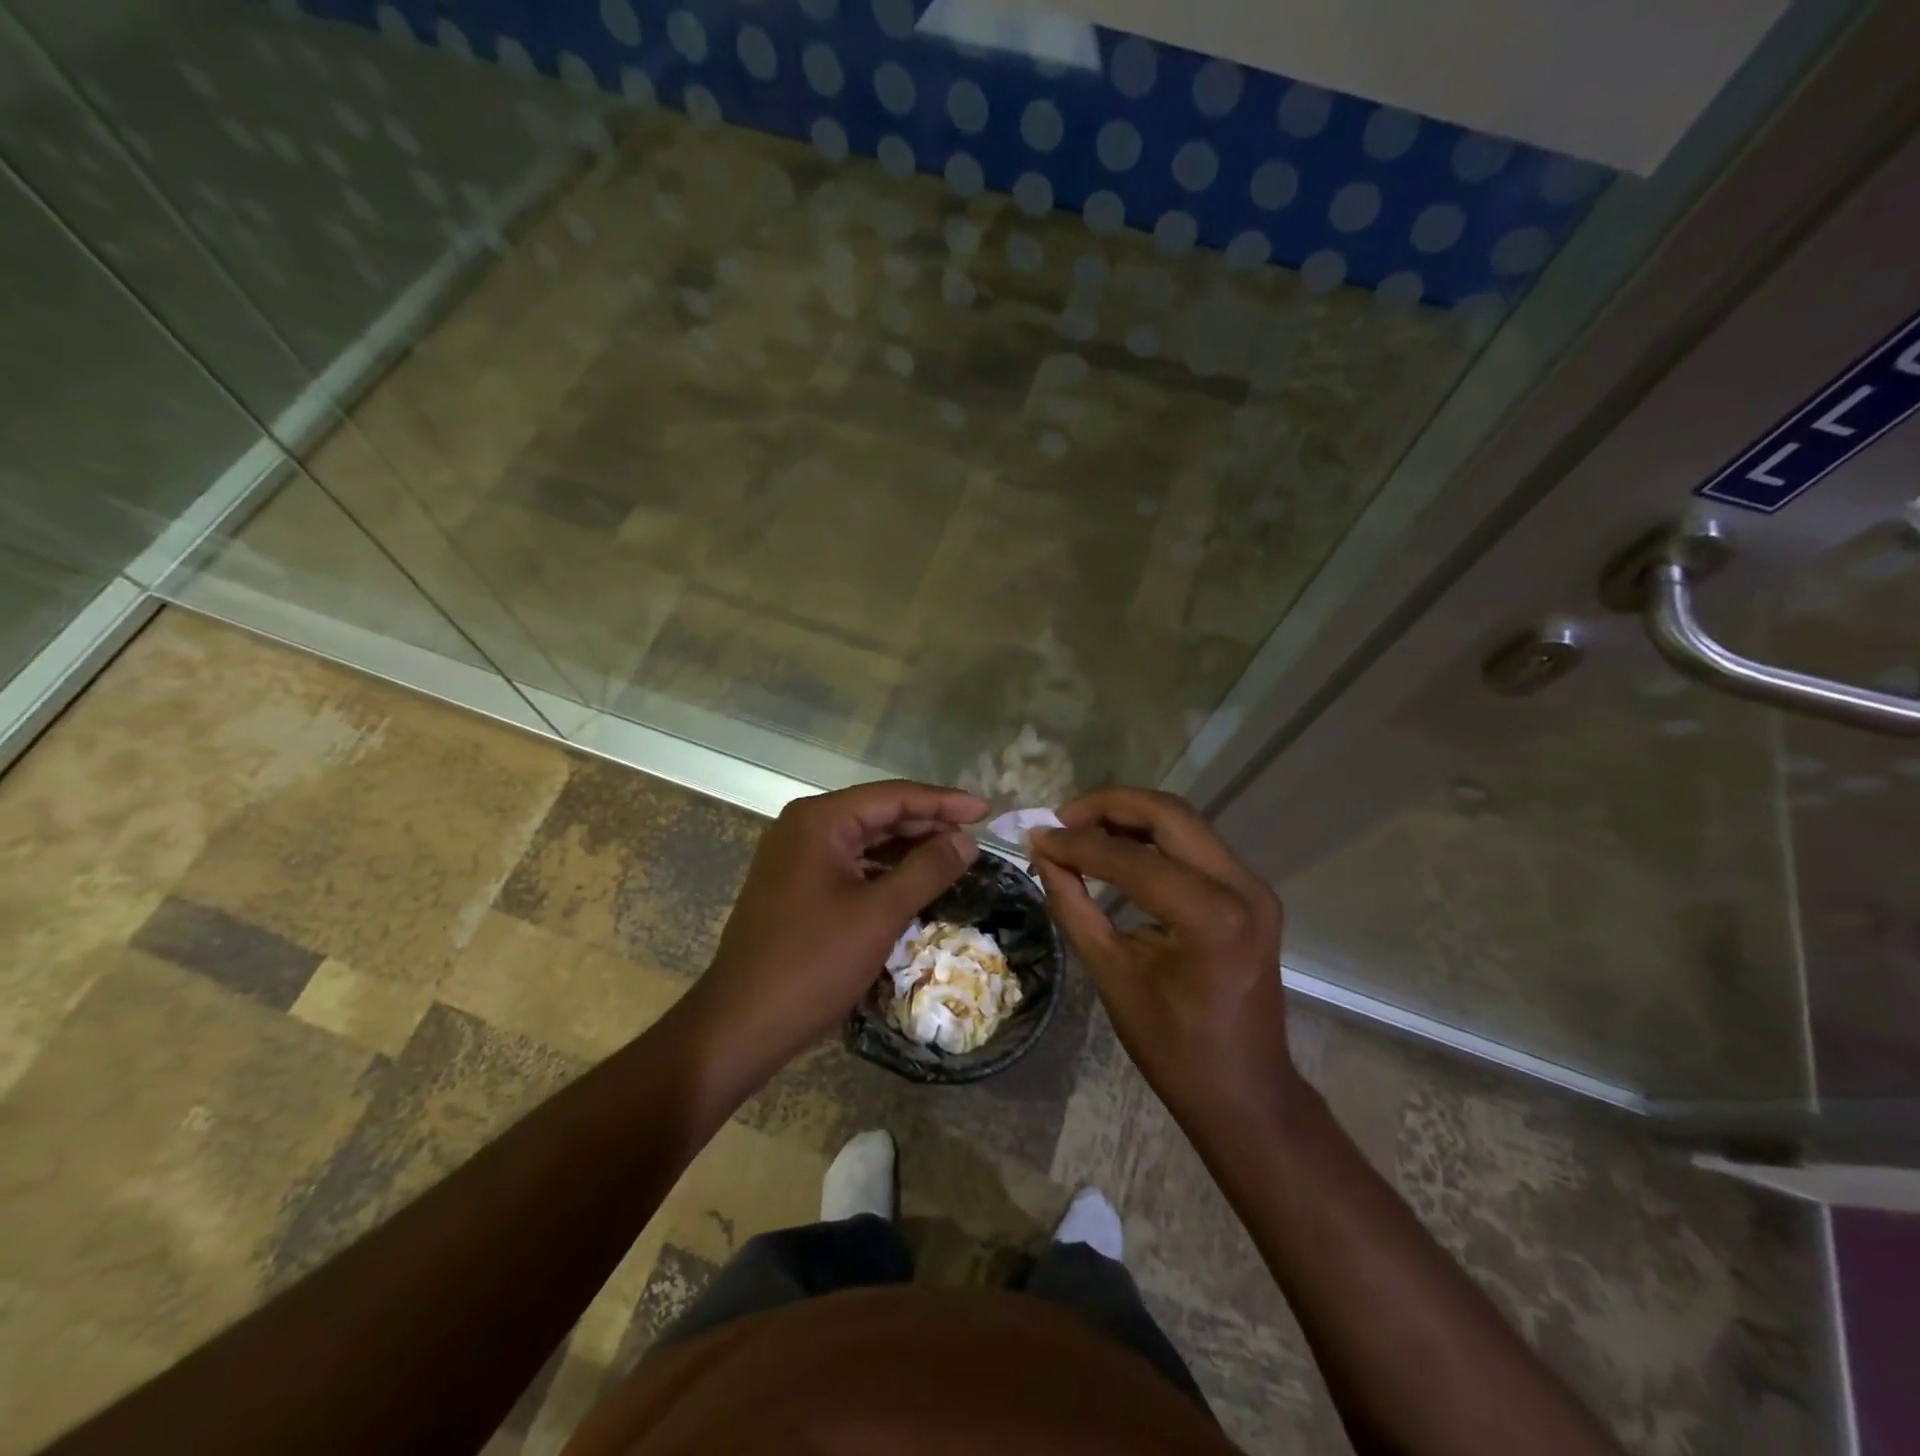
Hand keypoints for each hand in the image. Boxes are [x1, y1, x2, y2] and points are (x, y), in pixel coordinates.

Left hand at [688, 780, 985, 1090]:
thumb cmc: (813, 962)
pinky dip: (884, 872)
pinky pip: (850, 866)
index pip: (893, 797)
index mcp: (820, 820)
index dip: (944, 802)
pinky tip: (914, 884)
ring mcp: (795, 858)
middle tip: (975, 837)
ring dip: (908, 849)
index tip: (986, 811)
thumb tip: (966, 839)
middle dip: (927, 825)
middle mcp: (804, 828)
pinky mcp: (795, 887)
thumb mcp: (879, 913)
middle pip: (878, 814)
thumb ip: (927, 869)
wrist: (741, 1025)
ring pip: (864, 841)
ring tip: (954, 858)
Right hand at [1029, 787, 1294, 1120]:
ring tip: (1081, 828)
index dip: (1077, 842)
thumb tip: (1043, 853)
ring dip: (1130, 817)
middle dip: (1108, 806)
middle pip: (1168, 814)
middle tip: (1061, 818)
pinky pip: (1196, 844)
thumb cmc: (1173, 1047)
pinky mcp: (1251, 892)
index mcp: (1211, 916)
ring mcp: (1254, 886)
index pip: (1131, 858)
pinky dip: (1152, 837)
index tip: (1036, 836)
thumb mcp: (1111, 973)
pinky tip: (1117, 847)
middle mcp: (1242, 886)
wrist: (1244, 1090)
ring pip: (1184, 822)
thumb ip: (1073, 905)